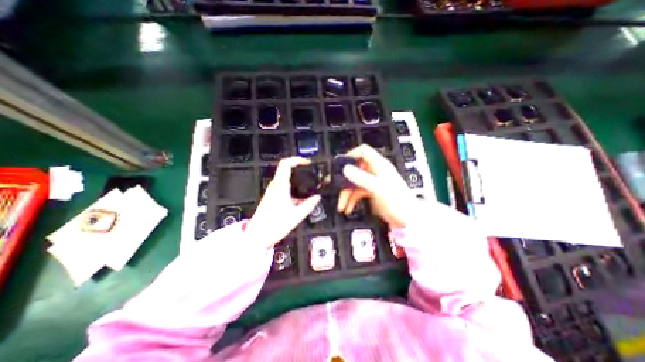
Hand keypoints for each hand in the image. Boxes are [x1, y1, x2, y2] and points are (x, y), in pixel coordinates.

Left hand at [246, 158, 319, 249]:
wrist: (258, 236)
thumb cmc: (274, 225)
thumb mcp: (296, 215)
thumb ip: (309, 204)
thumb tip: (317, 198)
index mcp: (280, 186)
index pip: (286, 164)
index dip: (297, 160)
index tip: (307, 163)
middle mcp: (275, 186)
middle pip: (286, 170)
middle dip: (299, 170)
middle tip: (310, 173)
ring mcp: (272, 191)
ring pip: (286, 180)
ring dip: (297, 181)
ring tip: (307, 188)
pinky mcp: (272, 197)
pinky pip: (284, 188)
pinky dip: (293, 190)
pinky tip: (300, 200)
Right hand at [339, 143, 418, 226]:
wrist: (408, 221)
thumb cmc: (398, 201)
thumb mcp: (379, 188)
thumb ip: (362, 178)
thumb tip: (345, 169)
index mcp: (379, 165)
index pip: (363, 151)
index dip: (351, 155)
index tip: (340, 166)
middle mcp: (374, 171)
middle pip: (354, 169)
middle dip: (343, 179)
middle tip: (332, 186)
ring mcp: (372, 182)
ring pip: (354, 183)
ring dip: (346, 194)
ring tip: (341, 206)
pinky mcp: (371, 193)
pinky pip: (357, 193)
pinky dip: (351, 200)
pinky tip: (347, 208)